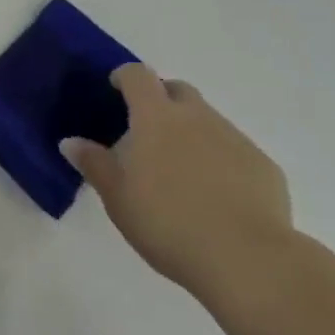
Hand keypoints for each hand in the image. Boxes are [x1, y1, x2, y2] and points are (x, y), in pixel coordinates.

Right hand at [61, 64, 294, 304]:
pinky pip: (235, 151)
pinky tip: (217, 197)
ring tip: (182, 173)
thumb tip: (71, 142)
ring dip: (192, 132)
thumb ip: (94, 164)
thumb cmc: (168, 223)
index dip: (125, 77)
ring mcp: (234, 138)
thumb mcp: (118, 198)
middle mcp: (197, 116)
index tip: (115, 90)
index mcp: (156, 117)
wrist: (246, 258)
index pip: (138, 76)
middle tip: (148, 134)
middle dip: (162, 100)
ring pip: (208, 120)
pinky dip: (221, 161)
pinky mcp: (263, 165)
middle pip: (177, 90)